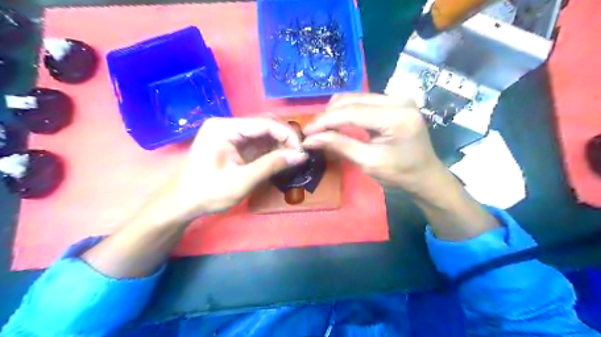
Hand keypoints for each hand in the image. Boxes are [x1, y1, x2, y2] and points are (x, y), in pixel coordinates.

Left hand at [159, 117, 305, 221]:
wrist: (182, 204)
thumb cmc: (208, 192)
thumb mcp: (243, 180)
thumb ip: (272, 165)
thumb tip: (301, 156)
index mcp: (225, 128)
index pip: (264, 123)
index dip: (287, 135)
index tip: (302, 151)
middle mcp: (227, 125)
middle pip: (264, 125)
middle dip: (284, 138)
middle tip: (299, 154)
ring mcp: (229, 135)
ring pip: (262, 133)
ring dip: (279, 144)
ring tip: (293, 157)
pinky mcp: (232, 145)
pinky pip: (256, 143)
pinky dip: (270, 150)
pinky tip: (281, 159)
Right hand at [304, 92, 442, 191]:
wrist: (425, 175)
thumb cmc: (400, 174)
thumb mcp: (368, 162)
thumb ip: (339, 146)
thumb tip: (310, 139)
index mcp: (397, 117)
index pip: (353, 113)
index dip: (326, 121)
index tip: (306, 131)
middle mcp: (399, 100)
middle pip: (354, 101)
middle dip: (329, 115)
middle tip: (312, 130)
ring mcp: (399, 98)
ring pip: (357, 98)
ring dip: (337, 111)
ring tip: (322, 127)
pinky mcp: (396, 101)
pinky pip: (365, 101)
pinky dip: (348, 110)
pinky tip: (338, 121)